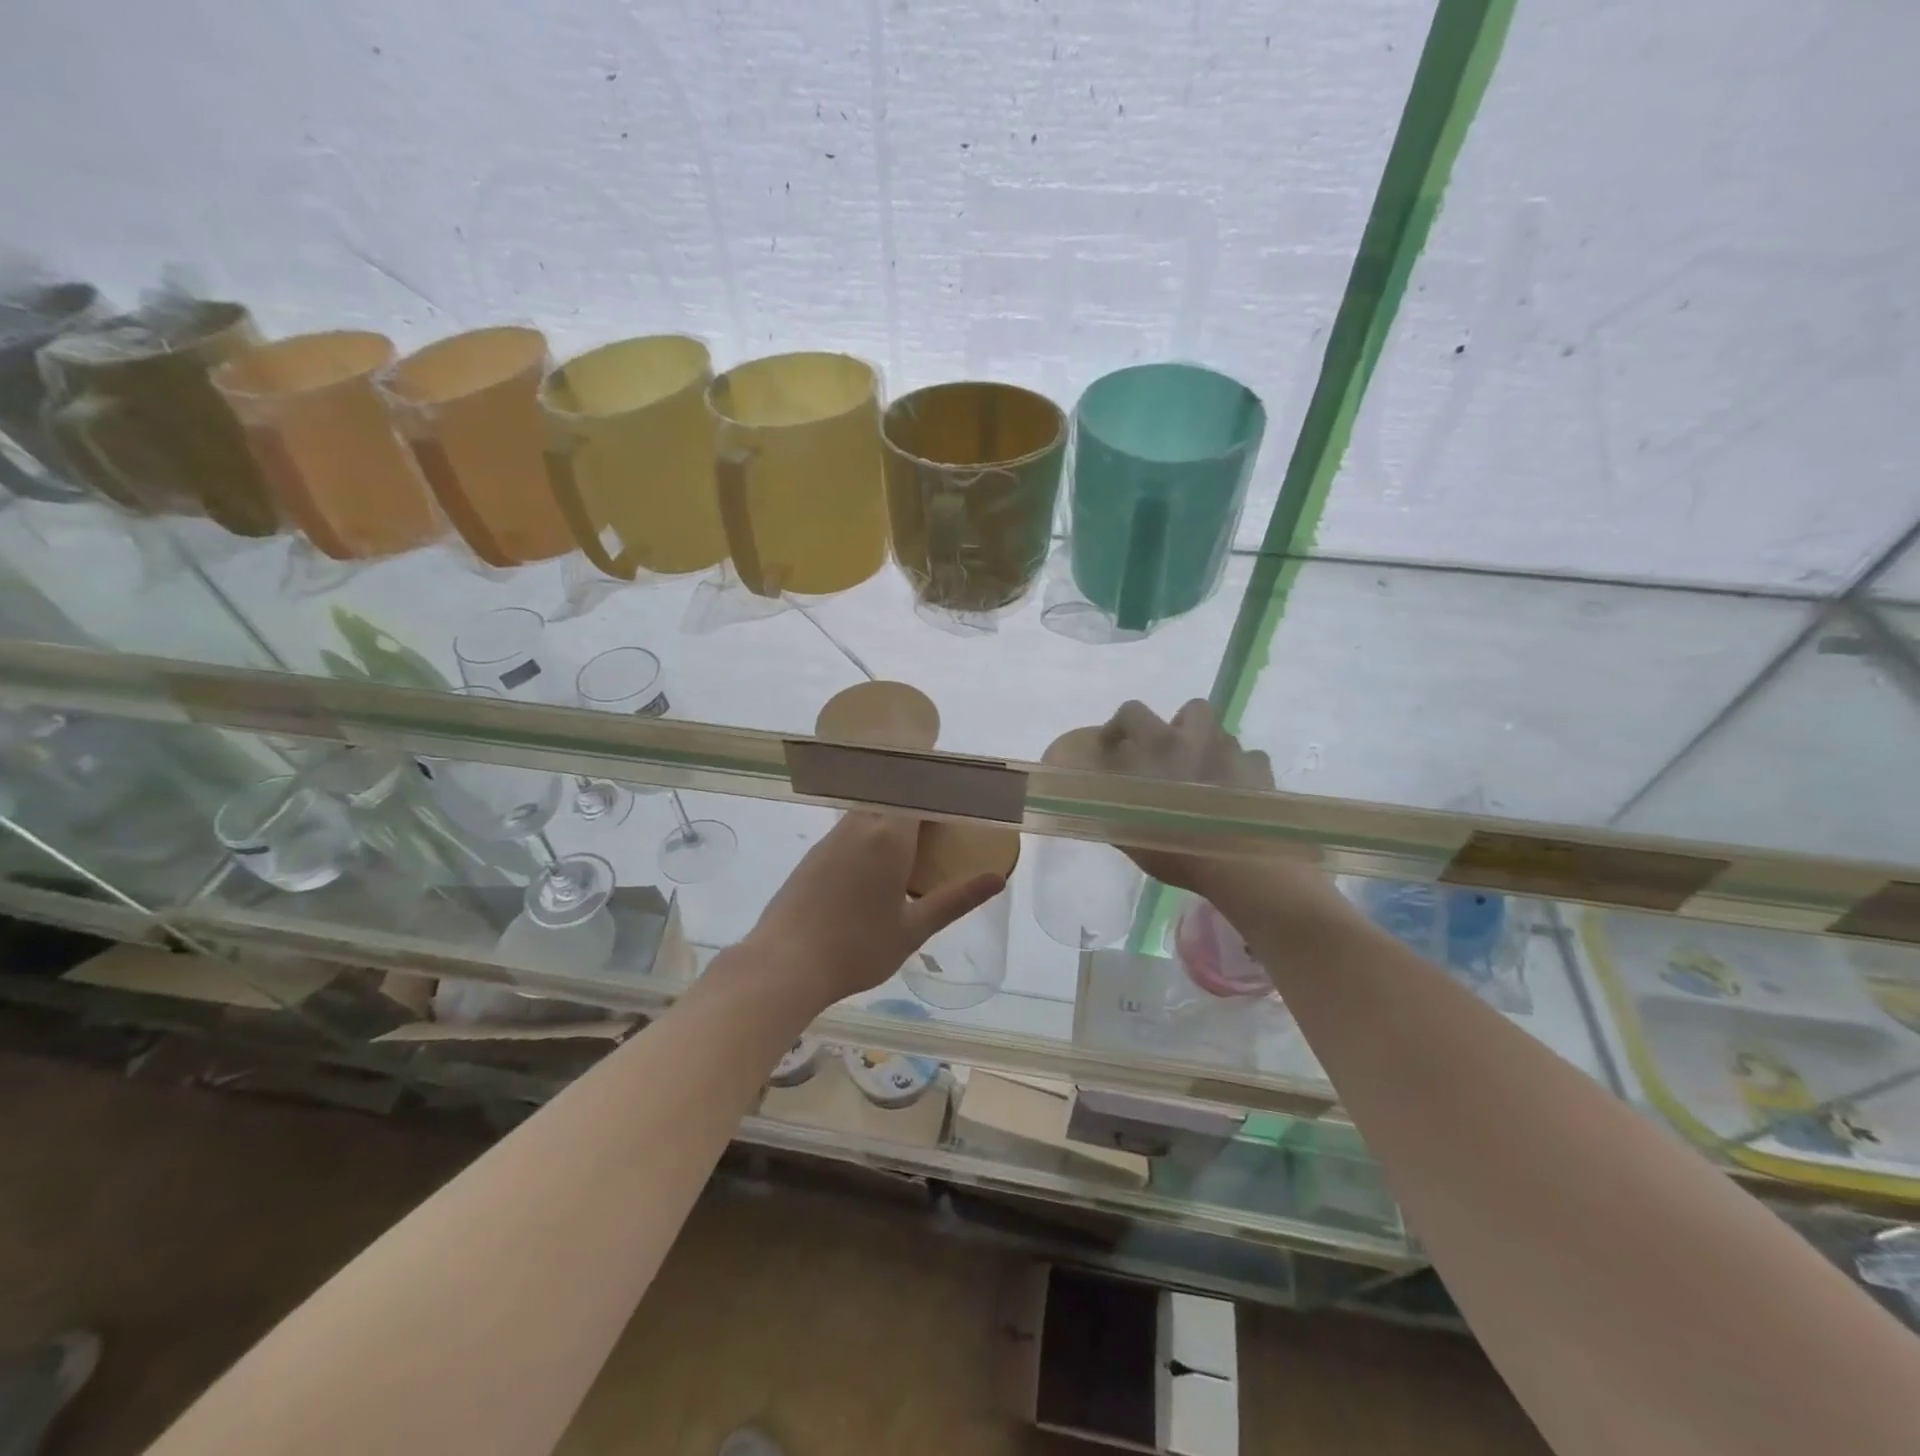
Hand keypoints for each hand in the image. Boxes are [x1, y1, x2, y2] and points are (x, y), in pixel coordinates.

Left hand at [744, 812, 1003, 1013]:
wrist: (784, 964)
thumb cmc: (856, 948)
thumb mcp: (914, 929)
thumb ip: (956, 899)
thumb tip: (997, 878)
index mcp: (889, 836)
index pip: (920, 792)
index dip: (941, 790)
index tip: (962, 796)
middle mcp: (860, 826)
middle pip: (894, 796)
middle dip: (920, 801)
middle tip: (944, 822)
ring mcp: (833, 838)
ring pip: (870, 811)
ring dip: (894, 815)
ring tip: (916, 842)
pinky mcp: (815, 854)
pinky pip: (852, 829)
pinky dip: (872, 832)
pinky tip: (878, 863)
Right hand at [1096, 699, 1328, 904]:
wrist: (1241, 866)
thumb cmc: (1177, 848)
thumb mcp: (1128, 833)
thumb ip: (1111, 808)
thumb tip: (1097, 798)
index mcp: (1160, 746)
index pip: (1132, 713)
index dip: (1118, 726)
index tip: (1112, 746)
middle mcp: (1199, 739)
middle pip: (1192, 709)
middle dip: (1181, 726)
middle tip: (1172, 756)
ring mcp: (1235, 753)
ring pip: (1222, 735)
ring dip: (1210, 750)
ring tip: (1204, 780)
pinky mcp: (1263, 773)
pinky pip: (1250, 761)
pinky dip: (1240, 772)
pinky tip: (1234, 796)